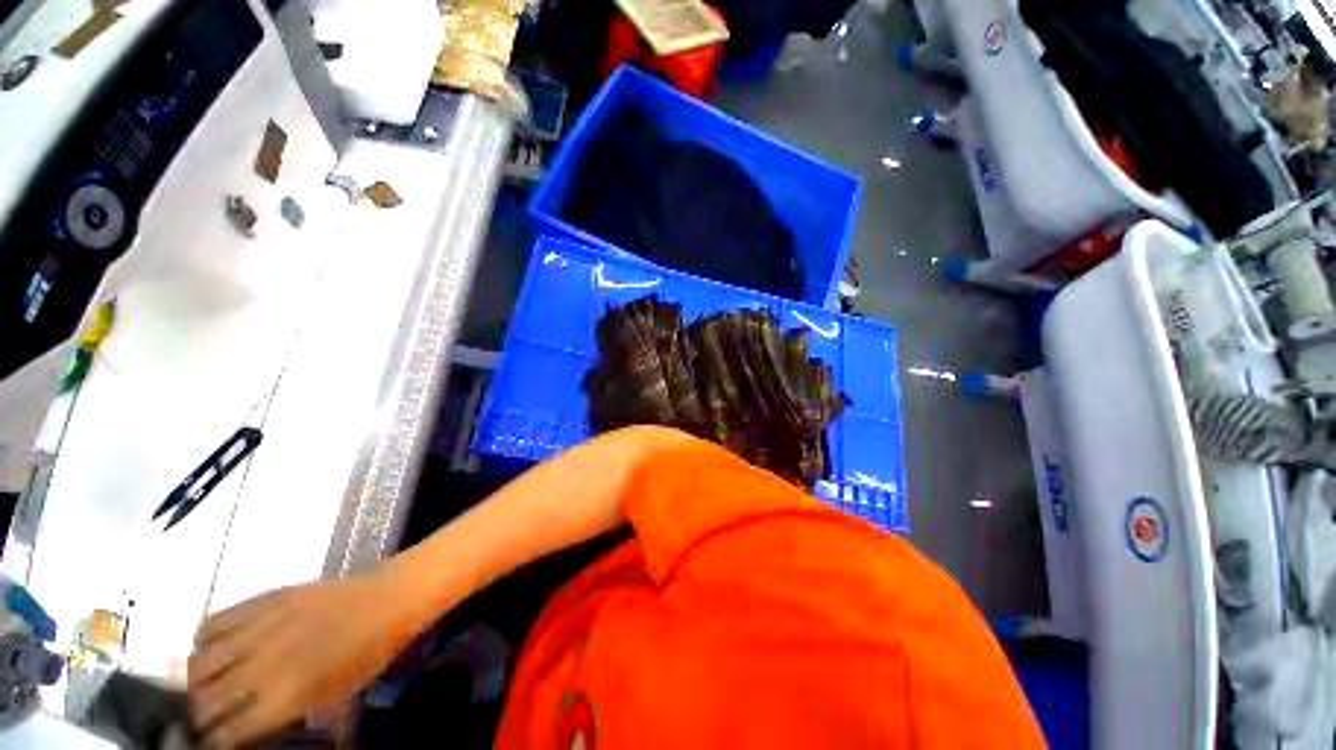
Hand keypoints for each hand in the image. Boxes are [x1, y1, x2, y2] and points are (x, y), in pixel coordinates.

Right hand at [188, 574, 413, 747]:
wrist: (389, 598)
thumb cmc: (369, 652)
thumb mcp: (333, 697)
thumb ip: (286, 714)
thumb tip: (247, 729)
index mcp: (287, 696)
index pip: (229, 733)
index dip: (215, 743)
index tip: (211, 743)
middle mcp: (264, 665)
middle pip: (206, 701)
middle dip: (200, 717)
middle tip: (206, 718)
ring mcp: (262, 628)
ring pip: (199, 664)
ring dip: (196, 681)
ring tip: (206, 685)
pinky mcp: (265, 598)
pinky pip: (213, 622)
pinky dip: (203, 640)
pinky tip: (214, 648)